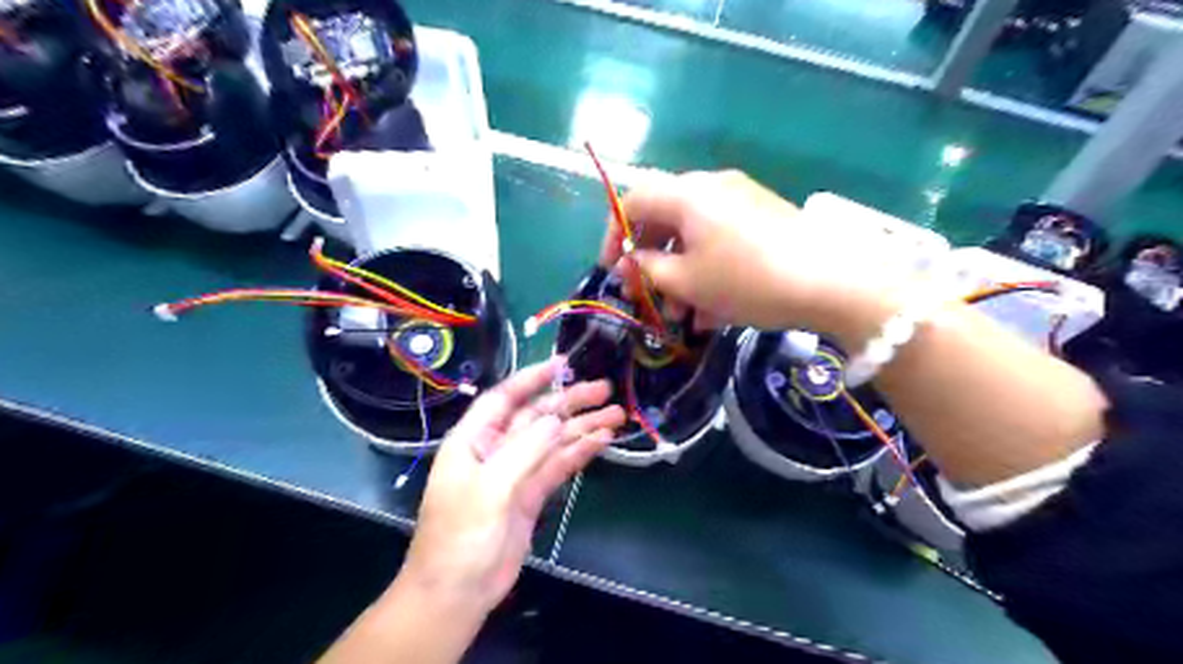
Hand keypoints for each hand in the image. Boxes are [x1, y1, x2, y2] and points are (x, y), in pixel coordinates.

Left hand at [395, 360, 623, 613]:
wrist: (457, 592)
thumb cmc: (460, 536)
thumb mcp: (489, 489)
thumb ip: (523, 451)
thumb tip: (555, 419)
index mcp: (474, 440)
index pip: (504, 398)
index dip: (532, 379)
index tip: (562, 364)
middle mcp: (496, 449)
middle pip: (537, 417)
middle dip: (569, 402)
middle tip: (605, 389)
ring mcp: (516, 472)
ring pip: (553, 441)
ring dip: (582, 427)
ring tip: (616, 415)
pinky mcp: (532, 494)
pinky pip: (558, 466)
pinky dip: (579, 453)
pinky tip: (601, 441)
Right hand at [601, 171, 907, 336]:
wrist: (833, 281)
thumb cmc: (746, 280)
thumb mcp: (687, 282)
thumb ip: (648, 269)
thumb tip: (631, 262)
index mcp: (687, 194)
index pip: (633, 200)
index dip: (614, 235)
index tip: (612, 270)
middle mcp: (712, 187)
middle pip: (665, 218)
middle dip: (651, 262)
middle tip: (647, 296)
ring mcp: (742, 201)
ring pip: (694, 235)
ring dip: (681, 274)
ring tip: (683, 317)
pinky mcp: (765, 219)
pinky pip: (722, 241)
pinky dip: (709, 270)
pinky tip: (714, 311)